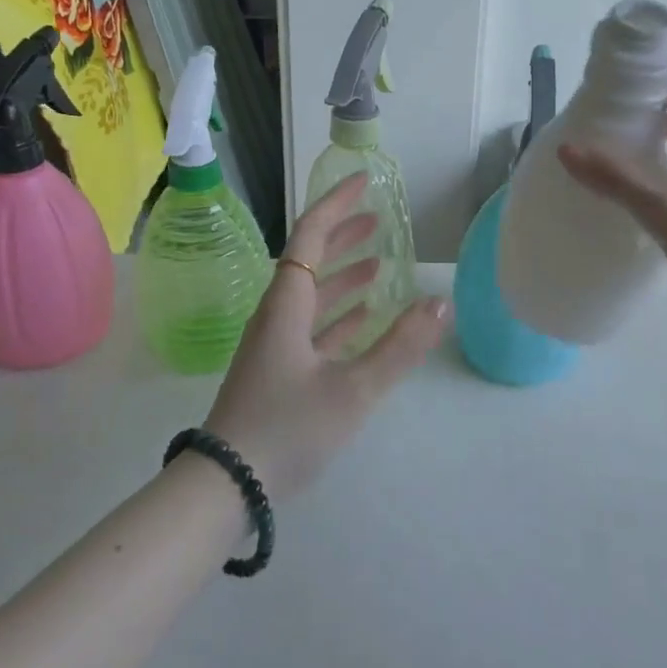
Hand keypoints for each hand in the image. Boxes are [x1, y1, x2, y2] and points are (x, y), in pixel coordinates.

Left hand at [202, 173, 449, 499]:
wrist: (226, 485)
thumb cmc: (287, 428)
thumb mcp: (352, 390)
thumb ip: (400, 348)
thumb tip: (440, 303)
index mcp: (287, 304)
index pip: (311, 235)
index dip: (337, 204)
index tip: (364, 182)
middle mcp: (278, 315)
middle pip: (311, 260)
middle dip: (344, 236)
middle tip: (379, 220)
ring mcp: (276, 345)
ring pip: (314, 296)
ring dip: (345, 277)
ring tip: (380, 266)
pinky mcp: (279, 372)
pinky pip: (313, 328)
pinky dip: (340, 317)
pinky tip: (363, 320)